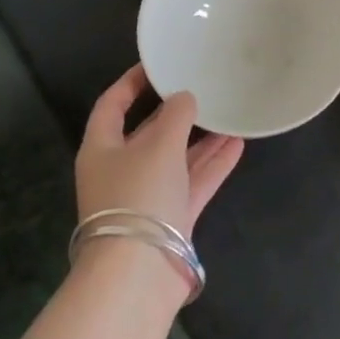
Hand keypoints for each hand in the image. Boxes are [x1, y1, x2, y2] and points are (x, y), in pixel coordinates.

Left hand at [76, 64, 244, 239]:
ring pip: (175, 158)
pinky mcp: (170, 218)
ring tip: (228, 113)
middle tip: (202, 87)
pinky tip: (237, 144)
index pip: (111, 105)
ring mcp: (146, 196)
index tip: (157, 64)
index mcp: (102, 149)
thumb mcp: (159, 144)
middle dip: (175, 112)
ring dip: (201, 138)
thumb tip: (185, 98)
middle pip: (148, 133)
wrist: (138, 274)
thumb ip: (176, 115)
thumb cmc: (138, 195)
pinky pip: (192, 182)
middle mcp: (121, 170)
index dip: (131, 82)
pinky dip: (212, 164)